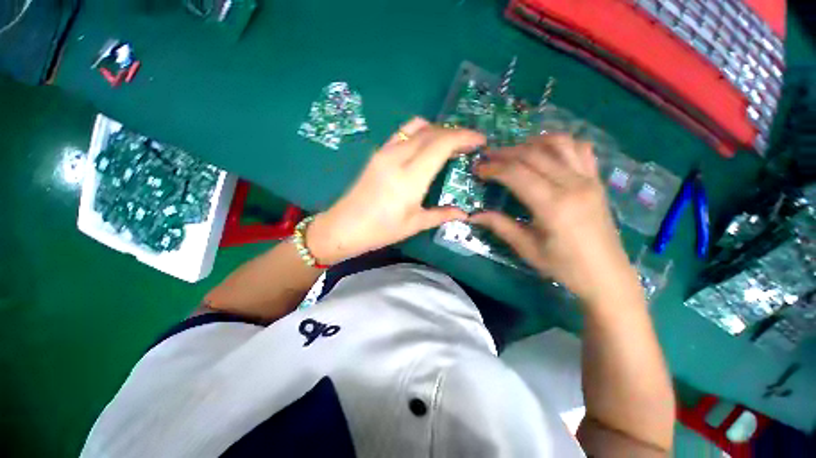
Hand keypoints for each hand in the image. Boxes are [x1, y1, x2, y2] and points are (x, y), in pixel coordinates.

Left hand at [306, 118, 485, 264]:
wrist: (344, 227)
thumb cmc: (381, 230)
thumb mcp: (414, 224)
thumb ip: (441, 214)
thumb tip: (464, 213)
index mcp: (410, 177)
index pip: (442, 144)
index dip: (464, 137)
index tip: (480, 140)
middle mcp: (398, 157)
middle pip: (432, 131)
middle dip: (455, 132)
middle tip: (469, 144)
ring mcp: (385, 152)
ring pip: (417, 126)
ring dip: (437, 130)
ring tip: (450, 143)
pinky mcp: (378, 153)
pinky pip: (403, 133)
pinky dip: (420, 132)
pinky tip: (426, 146)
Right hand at [470, 134, 639, 304]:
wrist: (606, 275)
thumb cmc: (564, 266)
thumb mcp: (526, 248)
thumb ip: (499, 226)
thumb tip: (473, 215)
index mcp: (553, 205)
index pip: (517, 173)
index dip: (494, 168)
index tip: (478, 170)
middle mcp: (573, 185)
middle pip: (533, 154)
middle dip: (505, 153)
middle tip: (487, 159)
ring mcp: (589, 179)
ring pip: (558, 143)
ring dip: (531, 142)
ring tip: (514, 152)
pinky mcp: (597, 180)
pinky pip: (580, 149)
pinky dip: (559, 144)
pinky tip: (546, 153)